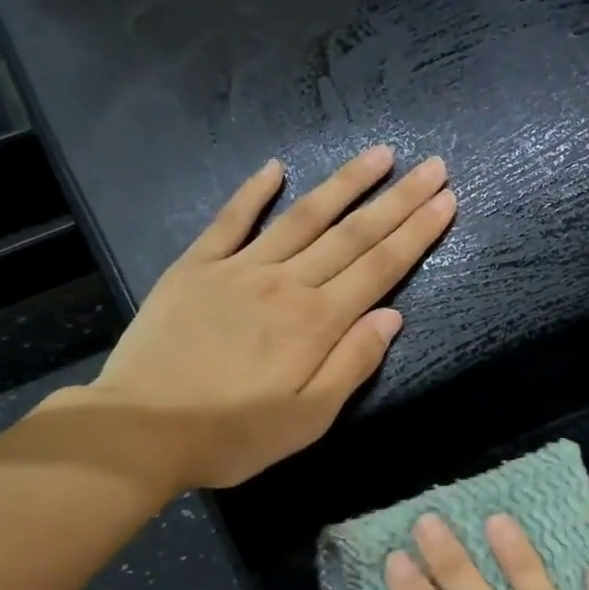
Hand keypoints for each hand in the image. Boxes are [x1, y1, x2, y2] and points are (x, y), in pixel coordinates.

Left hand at [86, 145, 454, 488]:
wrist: (142, 430)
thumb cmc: (234, 434)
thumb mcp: (309, 418)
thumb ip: (353, 363)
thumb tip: (392, 316)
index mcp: (317, 322)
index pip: (380, 267)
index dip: (418, 232)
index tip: (446, 200)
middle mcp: (286, 283)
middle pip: (353, 234)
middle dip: (398, 199)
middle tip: (432, 166)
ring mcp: (239, 268)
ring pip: (303, 216)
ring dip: (345, 183)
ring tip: (379, 155)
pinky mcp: (196, 267)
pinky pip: (231, 220)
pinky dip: (254, 192)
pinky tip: (275, 168)